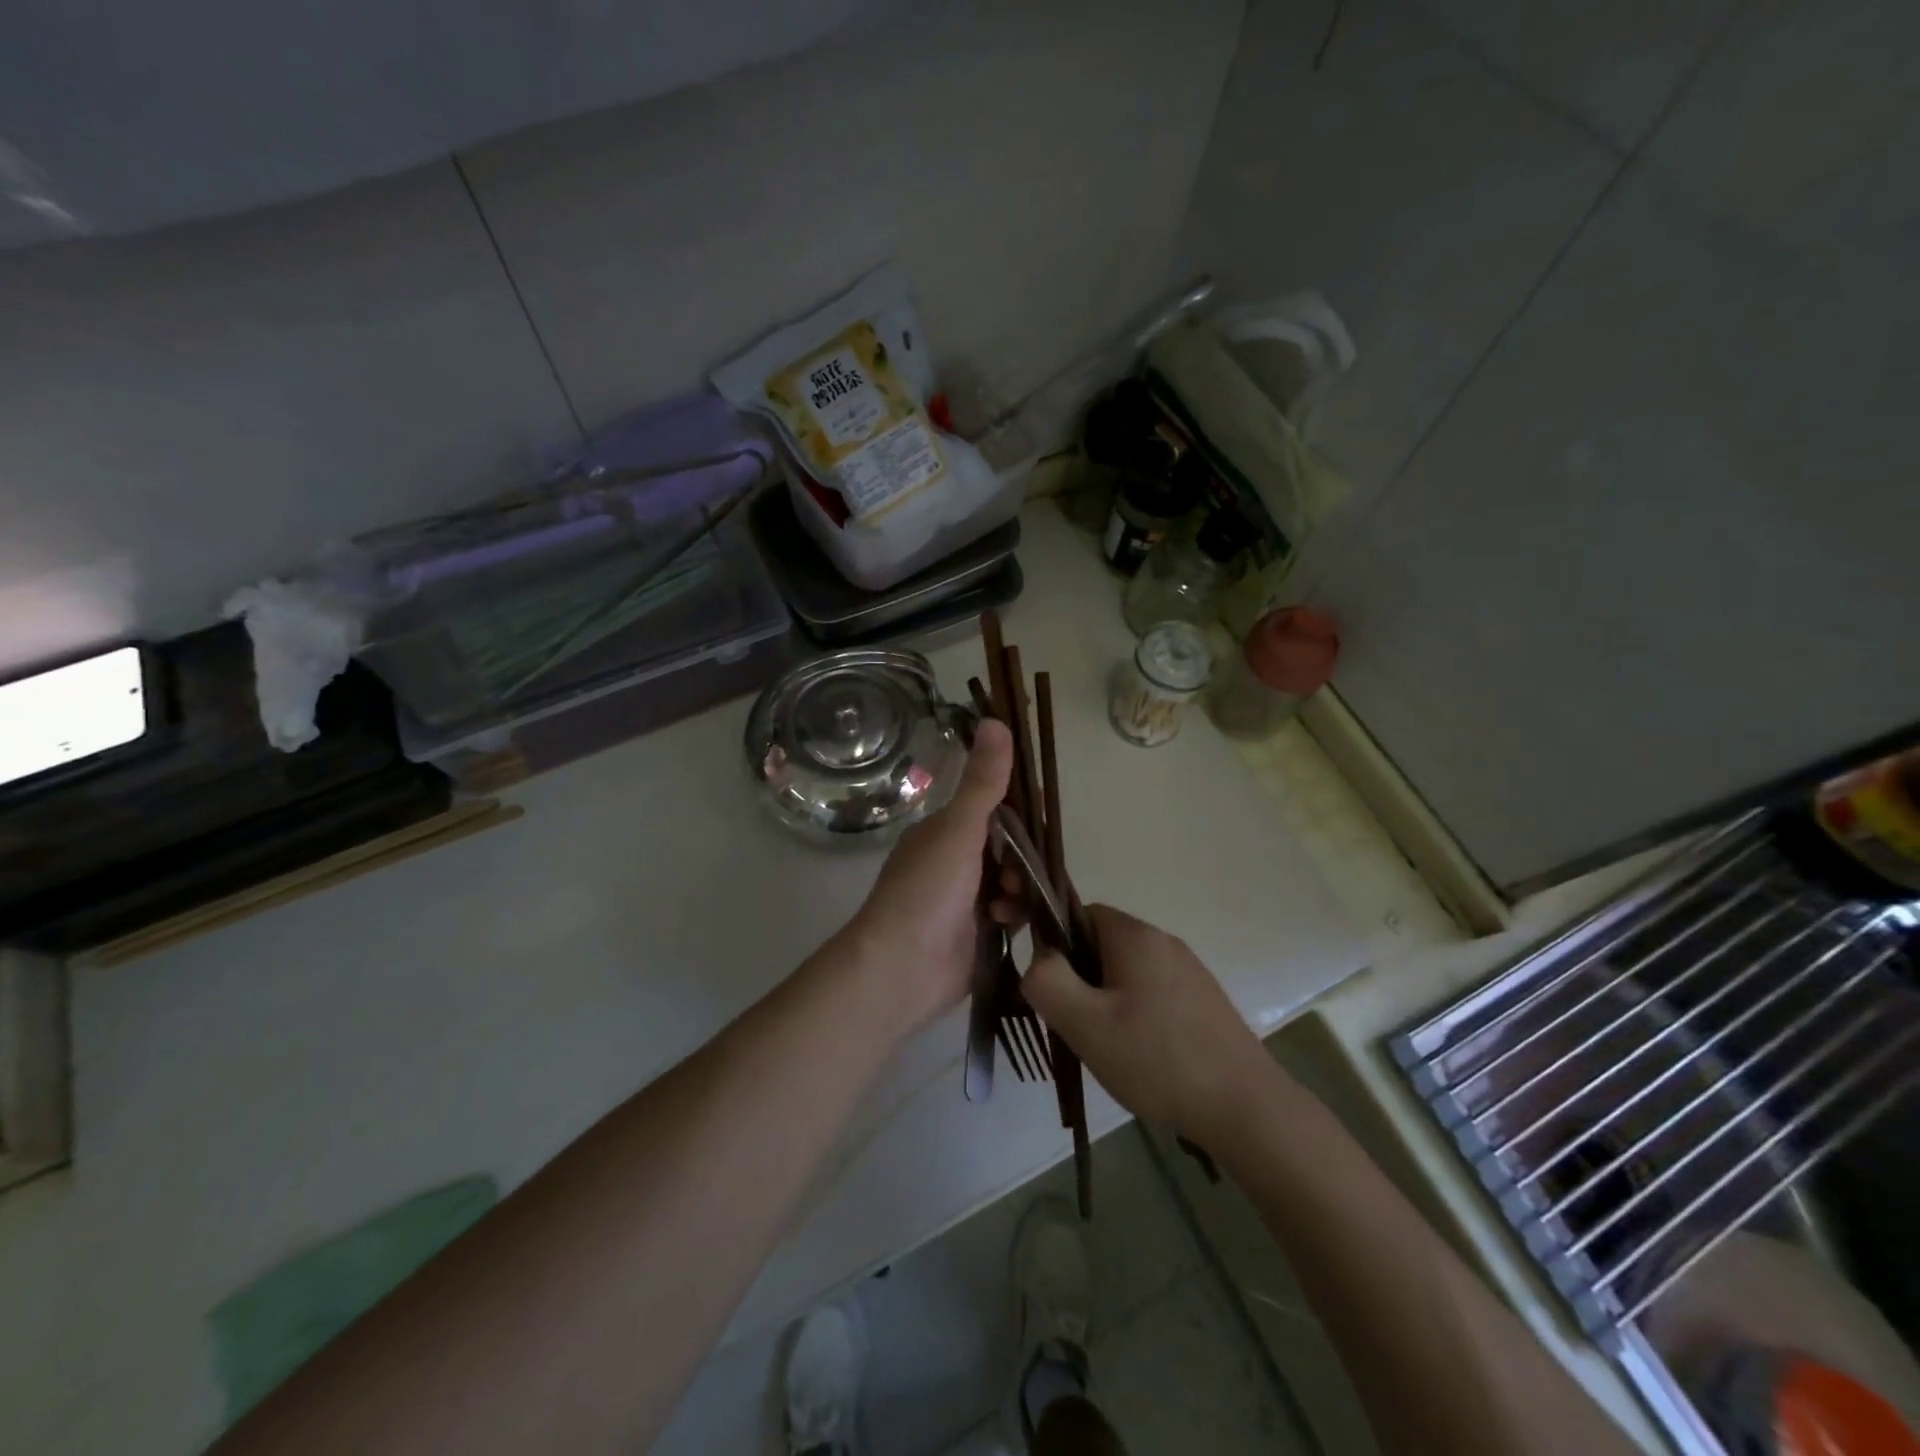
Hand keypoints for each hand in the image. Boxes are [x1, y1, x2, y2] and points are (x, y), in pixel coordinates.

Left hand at [839, 719, 1013, 1033]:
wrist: (900, 969)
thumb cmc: (925, 892)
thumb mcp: (958, 831)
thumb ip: (983, 782)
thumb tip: (996, 720)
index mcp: (944, 831)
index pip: (992, 806)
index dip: (1019, 807)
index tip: (1043, 813)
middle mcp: (953, 860)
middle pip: (1007, 845)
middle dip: (1021, 856)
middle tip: (1021, 869)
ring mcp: (964, 898)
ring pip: (1012, 879)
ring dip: (1018, 886)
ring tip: (1008, 900)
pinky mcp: (976, 932)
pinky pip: (1009, 912)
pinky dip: (1012, 913)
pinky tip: (1006, 921)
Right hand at [1022, 905, 1278, 1144]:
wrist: (1247, 1108)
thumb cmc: (1158, 1060)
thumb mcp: (1085, 1023)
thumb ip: (1046, 981)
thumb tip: (1039, 959)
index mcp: (1134, 935)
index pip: (1076, 912)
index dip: (1050, 940)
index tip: (1043, 982)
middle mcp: (1163, 941)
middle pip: (1099, 942)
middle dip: (1075, 976)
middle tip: (1068, 1021)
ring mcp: (1188, 970)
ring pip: (1123, 971)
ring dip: (1101, 997)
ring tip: (1099, 1044)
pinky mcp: (1202, 1000)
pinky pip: (1149, 991)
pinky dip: (1130, 1011)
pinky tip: (1135, 1053)